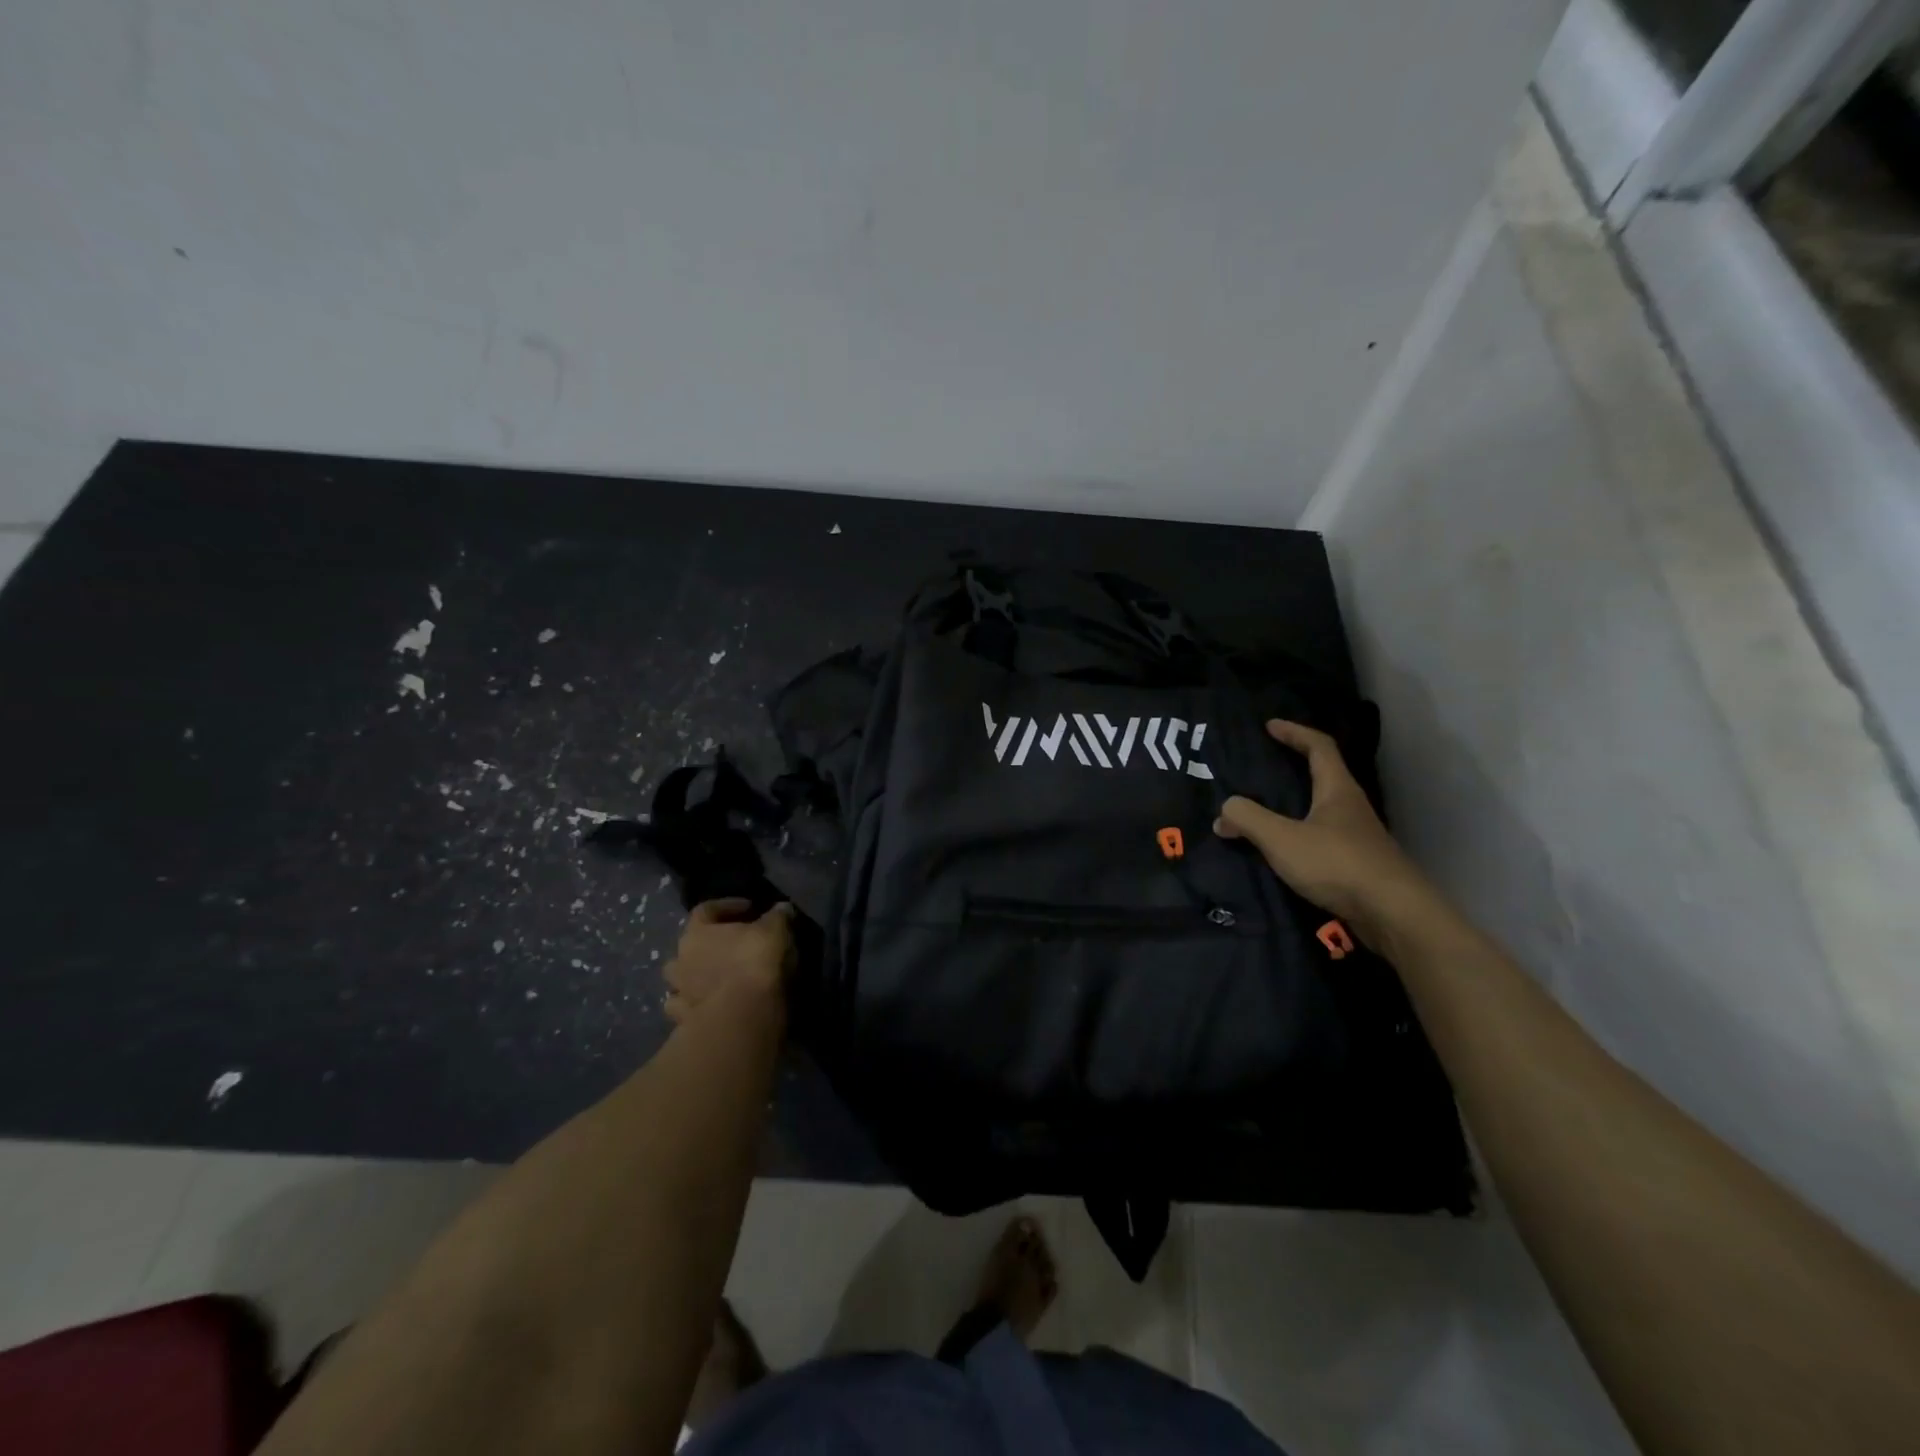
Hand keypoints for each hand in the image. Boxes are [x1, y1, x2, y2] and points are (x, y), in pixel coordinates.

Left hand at [664, 899, 792, 1024]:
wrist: (741, 1017)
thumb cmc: (754, 963)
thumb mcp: (775, 930)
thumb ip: (777, 916)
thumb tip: (782, 908)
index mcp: (697, 933)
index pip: (706, 909)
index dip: (728, 906)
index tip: (750, 908)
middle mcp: (680, 959)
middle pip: (690, 945)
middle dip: (710, 943)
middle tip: (734, 945)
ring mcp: (679, 992)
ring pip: (681, 978)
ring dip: (697, 975)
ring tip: (720, 976)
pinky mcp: (684, 1020)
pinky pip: (685, 1007)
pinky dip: (695, 1004)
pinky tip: (711, 1004)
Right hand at [1214, 719, 1433, 945]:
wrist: (1393, 914)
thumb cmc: (1337, 863)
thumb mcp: (1282, 839)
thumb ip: (1248, 819)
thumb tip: (1225, 810)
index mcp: (1337, 790)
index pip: (1319, 747)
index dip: (1294, 733)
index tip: (1270, 726)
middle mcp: (1351, 807)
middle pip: (1324, 776)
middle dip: (1295, 766)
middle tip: (1265, 766)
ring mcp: (1358, 837)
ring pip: (1323, 809)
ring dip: (1297, 804)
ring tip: (1267, 810)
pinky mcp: (1358, 864)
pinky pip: (1323, 837)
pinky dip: (1301, 833)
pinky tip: (1285, 850)